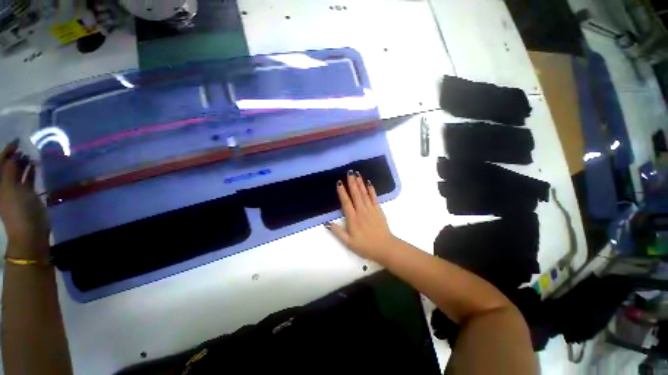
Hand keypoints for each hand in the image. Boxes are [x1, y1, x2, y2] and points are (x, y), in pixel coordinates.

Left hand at [0, 140, 49, 258]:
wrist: (29, 231)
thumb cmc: (17, 209)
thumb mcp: (10, 188)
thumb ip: (11, 170)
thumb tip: (16, 154)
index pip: (1, 163)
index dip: (7, 151)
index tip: (17, 141)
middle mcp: (6, 184)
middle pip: (9, 166)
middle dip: (15, 156)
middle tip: (24, 147)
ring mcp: (18, 190)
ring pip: (19, 172)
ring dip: (24, 163)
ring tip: (31, 155)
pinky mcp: (29, 194)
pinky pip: (28, 179)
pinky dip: (31, 171)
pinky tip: (36, 166)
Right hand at [325, 170, 397, 261]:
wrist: (385, 248)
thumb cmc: (365, 246)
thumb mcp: (349, 242)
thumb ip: (337, 232)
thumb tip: (326, 223)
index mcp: (353, 219)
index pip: (346, 202)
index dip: (342, 192)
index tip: (339, 182)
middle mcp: (362, 211)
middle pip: (356, 195)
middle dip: (352, 182)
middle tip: (349, 172)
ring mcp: (371, 210)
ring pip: (364, 194)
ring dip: (360, 183)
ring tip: (357, 174)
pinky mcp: (378, 210)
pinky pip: (374, 198)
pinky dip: (371, 190)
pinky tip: (369, 183)